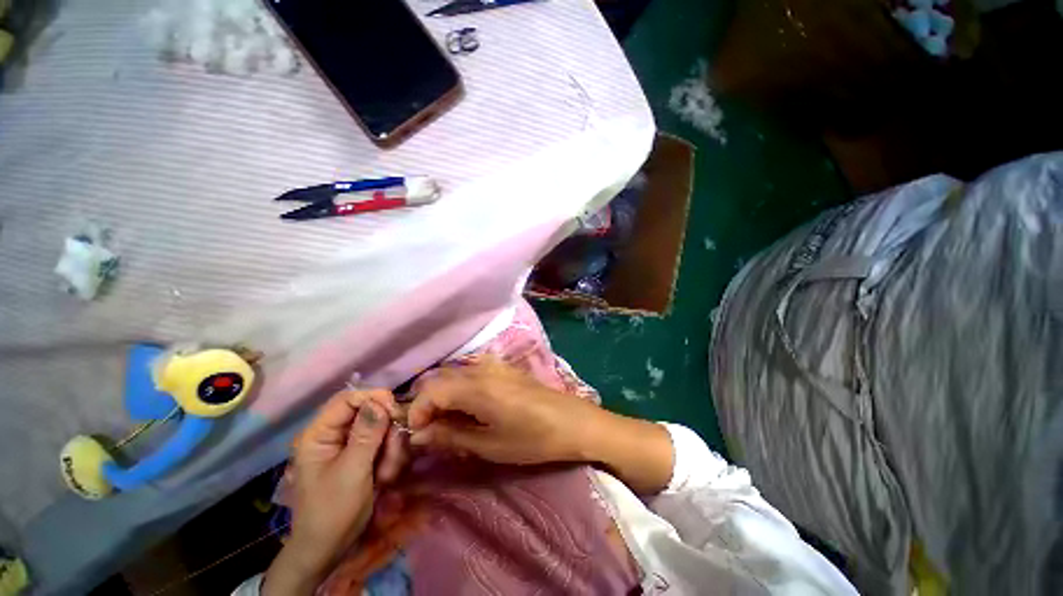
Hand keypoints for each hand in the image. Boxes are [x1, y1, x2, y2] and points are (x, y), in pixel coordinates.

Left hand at [263, 389, 407, 595]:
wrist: (329, 549)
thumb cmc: (333, 512)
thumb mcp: (351, 472)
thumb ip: (366, 435)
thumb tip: (379, 400)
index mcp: (319, 434)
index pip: (348, 399)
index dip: (373, 398)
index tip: (396, 411)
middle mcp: (334, 434)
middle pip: (370, 411)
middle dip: (386, 431)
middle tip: (392, 454)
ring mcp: (349, 445)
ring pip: (382, 427)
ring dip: (391, 448)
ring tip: (386, 474)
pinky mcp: (361, 455)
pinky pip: (384, 442)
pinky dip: (391, 456)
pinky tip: (386, 477)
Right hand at [407, 359, 599, 464]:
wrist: (572, 421)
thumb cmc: (533, 438)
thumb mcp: (490, 445)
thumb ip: (451, 436)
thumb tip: (420, 435)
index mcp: (477, 386)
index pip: (431, 390)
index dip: (417, 411)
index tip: (418, 435)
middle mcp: (482, 369)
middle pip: (441, 379)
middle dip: (429, 404)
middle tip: (433, 432)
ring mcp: (495, 365)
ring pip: (456, 375)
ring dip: (446, 398)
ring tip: (452, 424)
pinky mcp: (505, 369)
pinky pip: (473, 374)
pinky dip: (462, 391)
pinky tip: (472, 411)